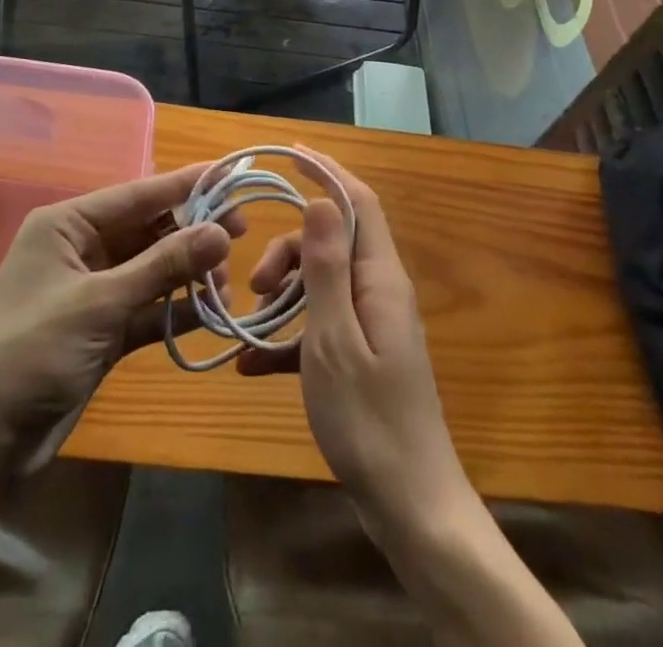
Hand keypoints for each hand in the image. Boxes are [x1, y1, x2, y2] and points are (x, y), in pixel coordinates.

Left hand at [0, 164, 237, 465]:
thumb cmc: (32, 351)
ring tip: (226, 284)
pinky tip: (211, 311)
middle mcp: (81, 249)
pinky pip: (148, 306)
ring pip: (152, 268)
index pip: (137, 194)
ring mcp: (93, 290)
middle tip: (240, 234)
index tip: (230, 175)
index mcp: (68, 225)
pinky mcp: (102, 329)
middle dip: (191, 232)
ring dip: (188, 273)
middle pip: (148, 229)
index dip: (185, 184)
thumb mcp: (100, 303)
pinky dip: (175, 308)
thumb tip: (221, 231)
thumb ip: (163, 266)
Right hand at [238, 154, 465, 529]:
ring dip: (285, 293)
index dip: (327, 171)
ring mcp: (372, 325)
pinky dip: (288, 338)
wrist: (412, 508)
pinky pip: (321, 327)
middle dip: (290, 250)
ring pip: (322, 282)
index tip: (290, 154)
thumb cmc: (369, 420)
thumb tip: (322, 198)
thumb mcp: (334, 339)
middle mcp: (380, 291)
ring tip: (250, 323)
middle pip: (332, 242)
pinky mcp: (362, 357)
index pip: (358, 201)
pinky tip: (252, 365)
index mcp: (380, 278)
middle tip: (255, 285)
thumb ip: (326, 267)